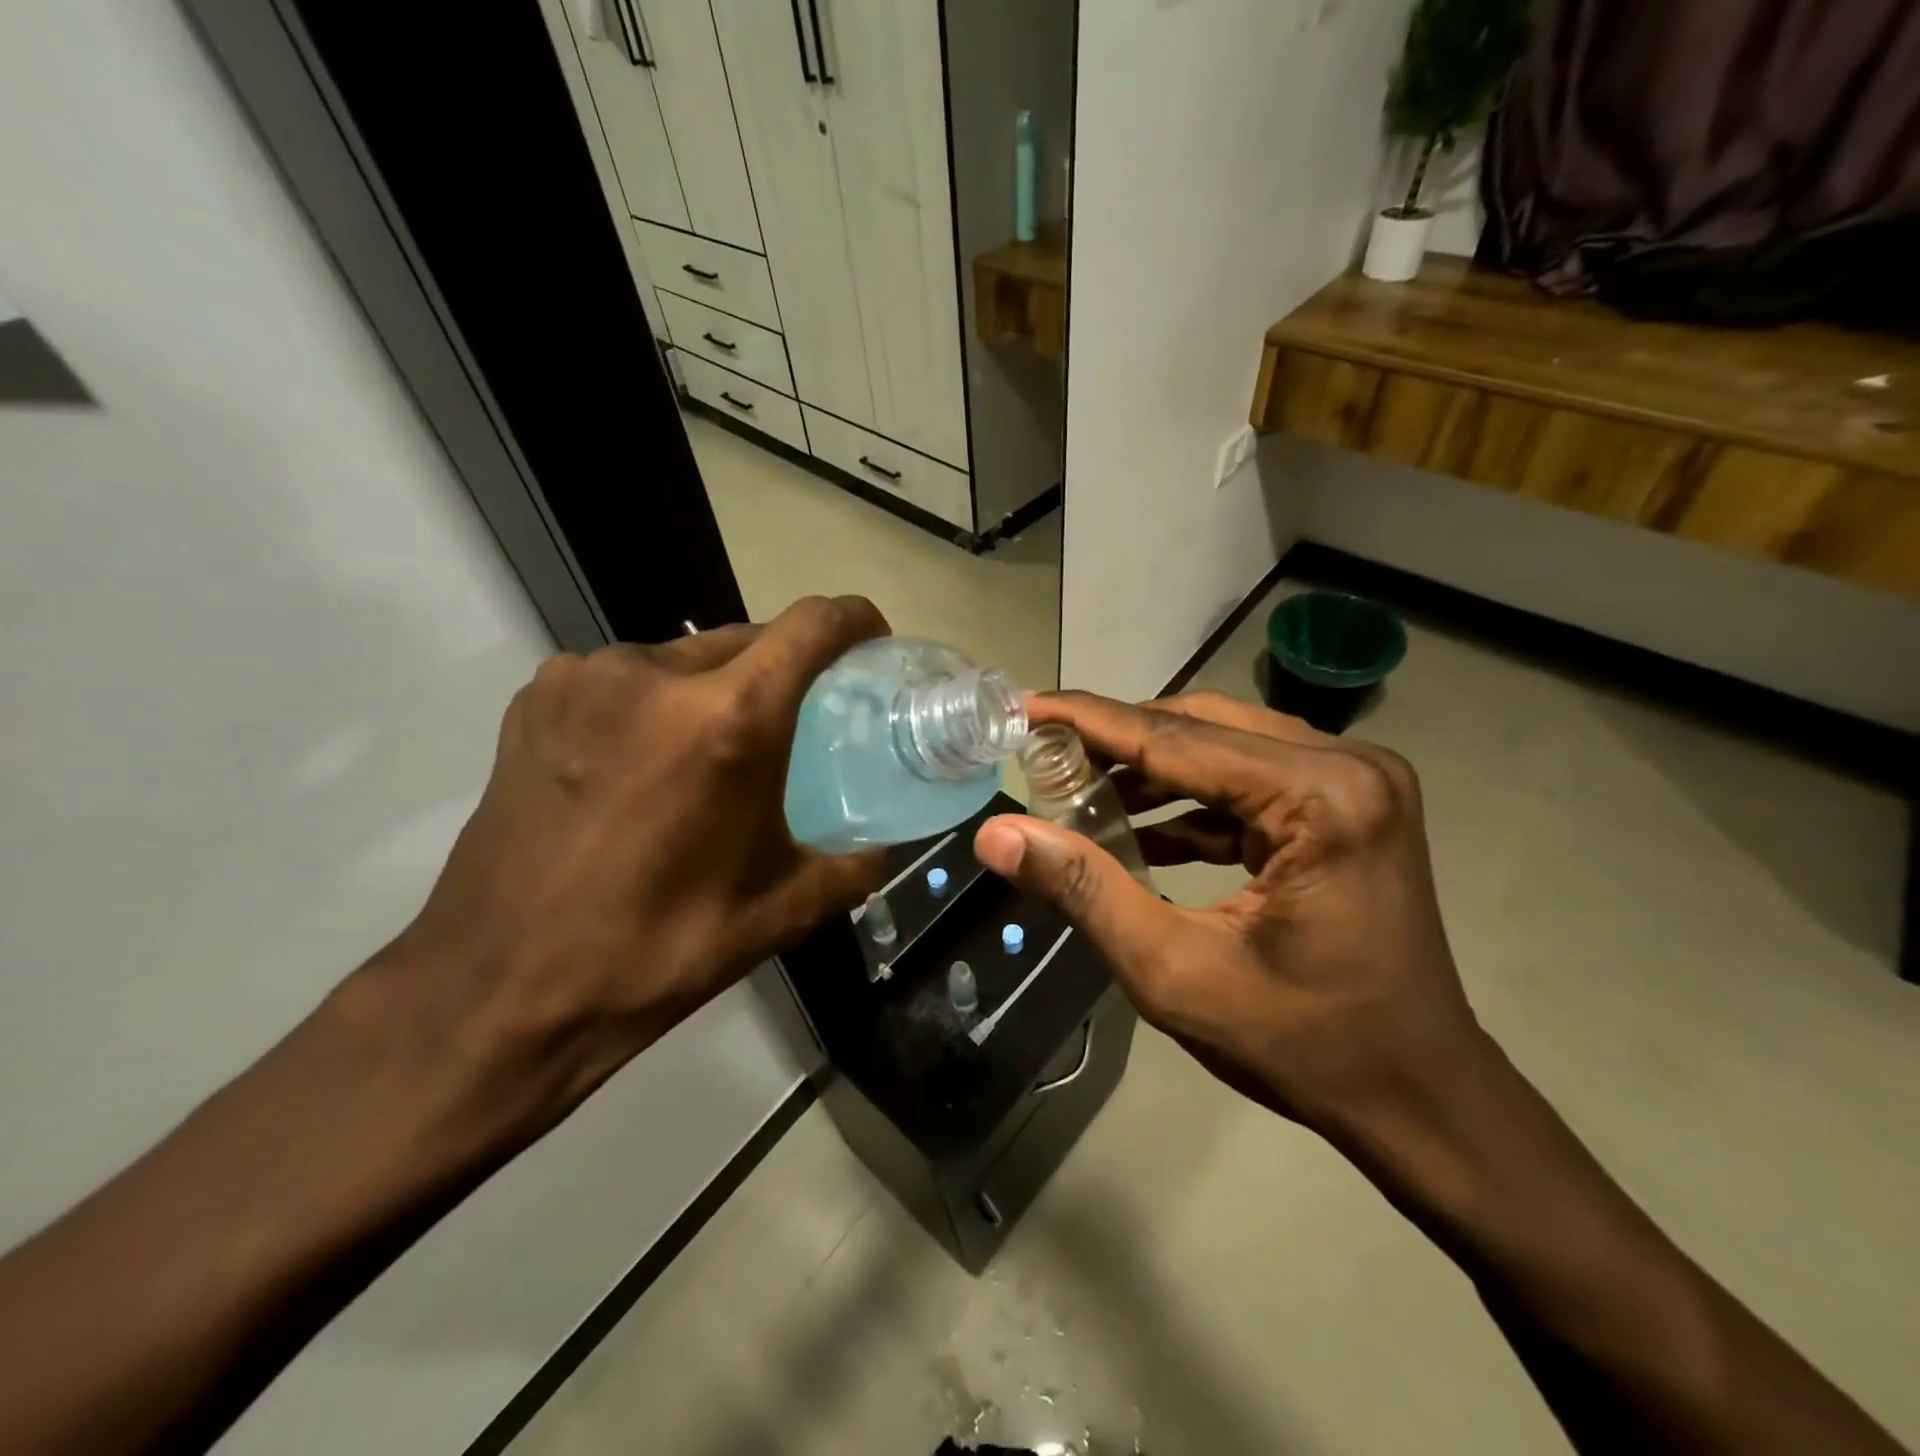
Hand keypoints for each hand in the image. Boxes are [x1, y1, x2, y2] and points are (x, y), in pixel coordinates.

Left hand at [354, 596, 889, 1144]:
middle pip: (749, 637)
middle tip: (796, 720)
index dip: (852, 620)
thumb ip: (852, 866)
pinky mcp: (537, 698)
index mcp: (726, 722)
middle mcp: (654, 675)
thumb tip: (884, 845)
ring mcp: (585, 679)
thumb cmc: (656, 950)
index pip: (810, 626)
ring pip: (684, 657)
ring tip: (713, 751)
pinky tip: (644, 761)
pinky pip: (625, 677)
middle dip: (784, 667)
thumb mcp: (779, 912)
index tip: (871, 639)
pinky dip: (655, 701)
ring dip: (716, 687)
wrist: (500, 989)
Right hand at [974, 690, 1488, 1142]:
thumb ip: (1082, 889)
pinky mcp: (1348, 805)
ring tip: (1079, 793)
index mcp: (1320, 796)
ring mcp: (1355, 781)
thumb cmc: (1304, 1045)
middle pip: (1200, 726)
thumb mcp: (1174, 972)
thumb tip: (997, 834)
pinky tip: (1137, 829)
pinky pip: (1249, 780)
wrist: (1420, 1098)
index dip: (1088, 722)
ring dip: (1150, 769)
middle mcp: (1346, 764)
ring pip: (1222, 745)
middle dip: (1116, 741)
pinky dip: (1189, 800)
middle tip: (1044, 756)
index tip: (1022, 706)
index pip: (1174, 738)